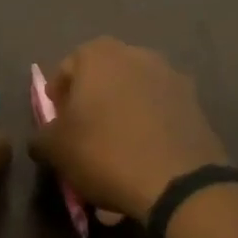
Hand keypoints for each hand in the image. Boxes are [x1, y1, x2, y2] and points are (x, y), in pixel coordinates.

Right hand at [31, 38, 228, 223]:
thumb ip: (41, 137)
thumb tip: (42, 138)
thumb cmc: (106, 153)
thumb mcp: (56, 149)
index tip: (57, 125)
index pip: (66, 69)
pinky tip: (143, 160)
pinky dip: (148, 129)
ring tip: (116, 152)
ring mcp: (171, 77)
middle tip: (84, 136)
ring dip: (122, 116)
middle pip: (102, 78)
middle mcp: (137, 54)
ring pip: (133, 95)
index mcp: (99, 54)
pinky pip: (159, 113)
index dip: (57, 99)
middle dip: (91, 104)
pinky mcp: (196, 104)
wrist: (180, 183)